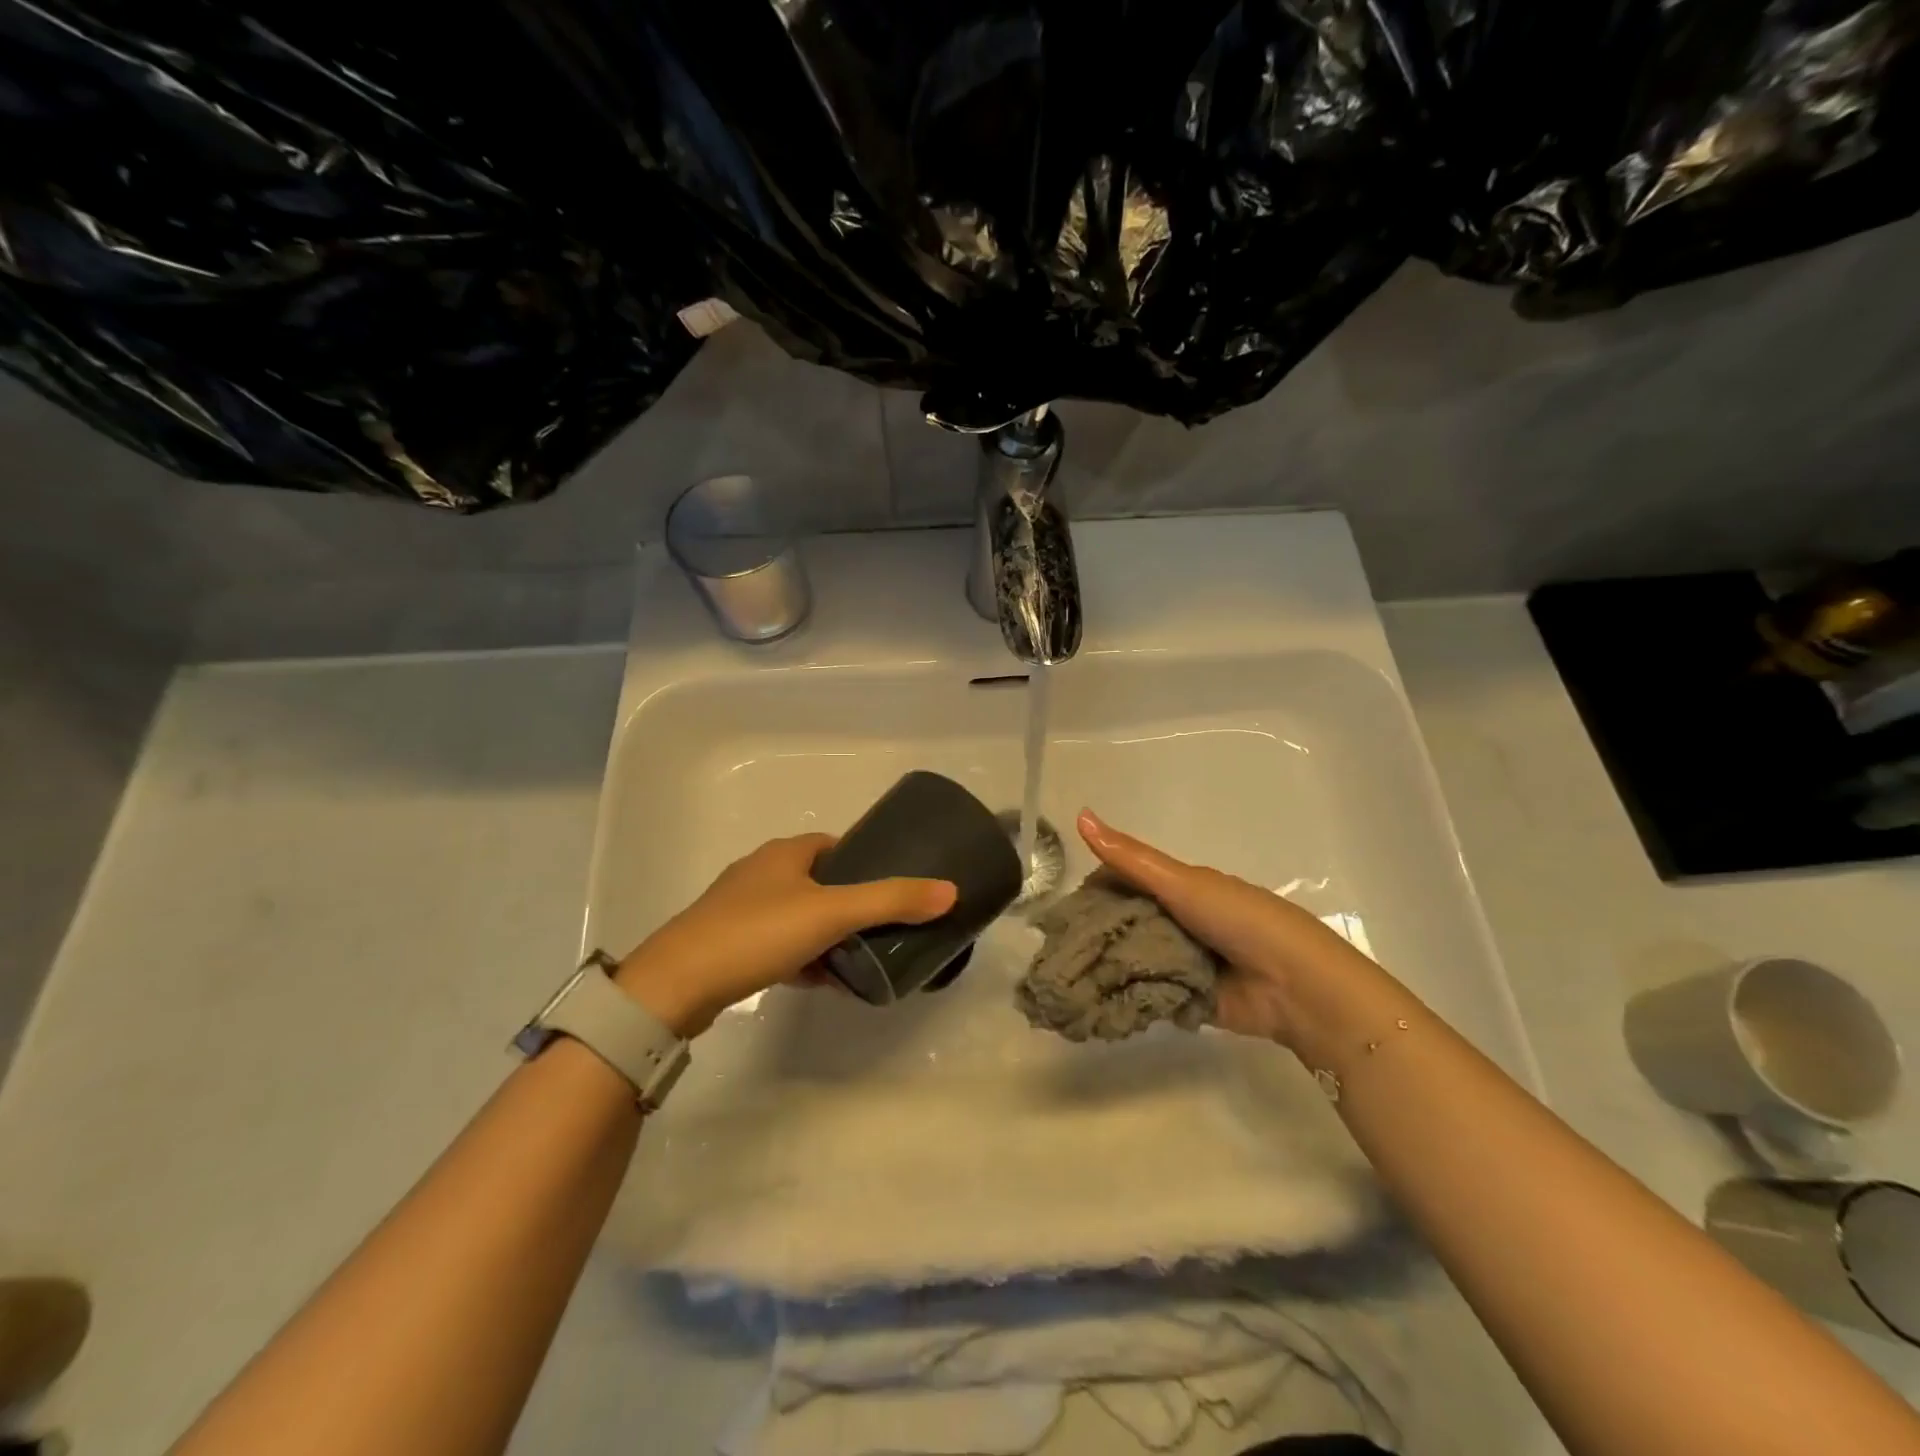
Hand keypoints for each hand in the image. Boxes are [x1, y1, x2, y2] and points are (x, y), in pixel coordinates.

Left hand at [613, 835, 955, 1036]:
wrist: (677, 984)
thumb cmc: (759, 932)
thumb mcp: (833, 913)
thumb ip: (891, 900)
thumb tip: (950, 890)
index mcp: (784, 853)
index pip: (834, 845)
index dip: (864, 862)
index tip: (891, 890)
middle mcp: (761, 873)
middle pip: (819, 883)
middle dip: (849, 905)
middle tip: (880, 931)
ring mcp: (739, 910)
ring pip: (798, 917)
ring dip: (827, 936)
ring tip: (857, 961)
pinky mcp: (727, 945)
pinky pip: (777, 945)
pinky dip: (802, 958)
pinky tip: (819, 982)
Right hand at [1077, 809, 1379, 1047]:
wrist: (1294, 984)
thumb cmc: (1238, 919)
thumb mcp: (1181, 881)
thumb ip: (1130, 858)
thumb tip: (1081, 815)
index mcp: (1179, 888)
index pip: (1124, 882)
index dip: (1094, 890)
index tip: (1063, 907)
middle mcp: (1177, 921)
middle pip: (1125, 922)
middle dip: (1095, 933)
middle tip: (1056, 948)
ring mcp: (1181, 961)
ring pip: (1132, 958)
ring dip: (1106, 967)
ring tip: (1064, 978)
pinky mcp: (1184, 998)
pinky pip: (1145, 993)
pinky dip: (1123, 995)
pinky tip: (1090, 1000)